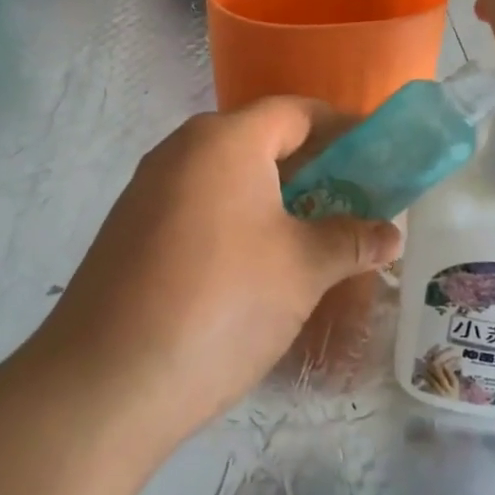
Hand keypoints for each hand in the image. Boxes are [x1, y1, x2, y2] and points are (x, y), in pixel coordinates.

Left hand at [34, 98, 402, 458]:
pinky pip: (198, 206)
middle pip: (260, 141)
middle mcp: (181, 150)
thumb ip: (351, 240)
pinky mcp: (129, 230)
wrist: (104, 383)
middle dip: (311, 167)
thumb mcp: (302, 269)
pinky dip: (235, 220)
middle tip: (352, 201)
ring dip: (273, 198)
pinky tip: (255, 265)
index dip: (343, 128)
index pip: (296, 111)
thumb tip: (390, 234)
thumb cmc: (221, 304)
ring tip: (311, 236)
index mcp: (225, 140)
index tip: (378, 156)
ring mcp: (148, 190)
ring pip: (227, 177)